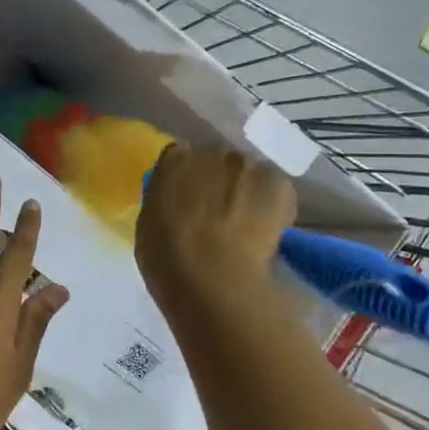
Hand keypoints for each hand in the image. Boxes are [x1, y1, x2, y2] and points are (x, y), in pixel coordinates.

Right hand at [136, 144, 295, 316]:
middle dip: (218, 183)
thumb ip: (165, 204)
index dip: (187, 179)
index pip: (180, 157)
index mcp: (173, 161)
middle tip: (219, 215)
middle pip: (218, 162)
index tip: (189, 199)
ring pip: (249, 175)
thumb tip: (179, 205)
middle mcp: (210, 152)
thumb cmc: (169, 258)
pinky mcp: (278, 182)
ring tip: (247, 226)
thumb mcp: (150, 226)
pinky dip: (274, 207)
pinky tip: (267, 232)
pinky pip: (276, 190)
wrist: (213, 276)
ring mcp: (247, 165)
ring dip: (247, 192)